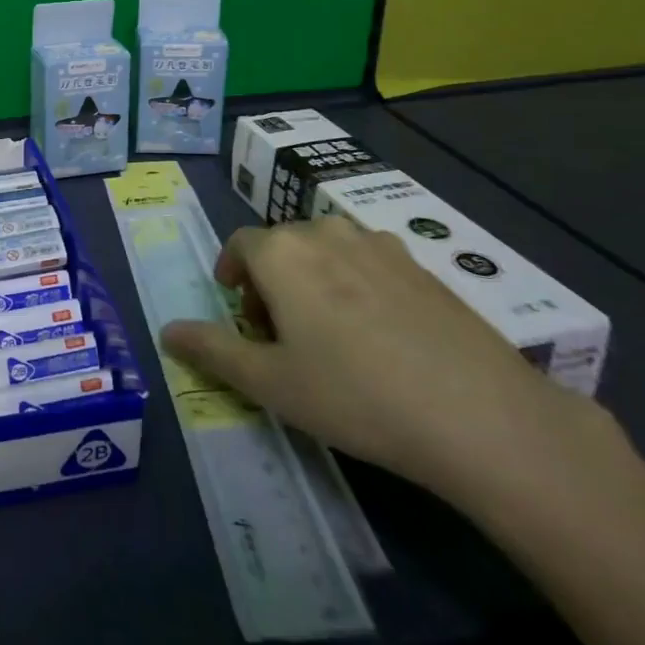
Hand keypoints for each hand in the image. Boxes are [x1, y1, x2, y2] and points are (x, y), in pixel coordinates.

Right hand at [160, 215, 608, 504]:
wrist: (479, 414)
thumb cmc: (354, 395)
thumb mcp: (269, 383)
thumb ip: (211, 350)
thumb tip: (165, 331)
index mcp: (282, 251)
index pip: (239, 247)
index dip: (233, 278)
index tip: (242, 317)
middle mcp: (325, 231)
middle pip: (282, 246)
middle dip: (270, 281)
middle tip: (282, 336)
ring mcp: (379, 244)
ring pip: (327, 251)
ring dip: (313, 279)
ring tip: (330, 336)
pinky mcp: (422, 265)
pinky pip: (369, 263)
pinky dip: (357, 286)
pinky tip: (381, 337)